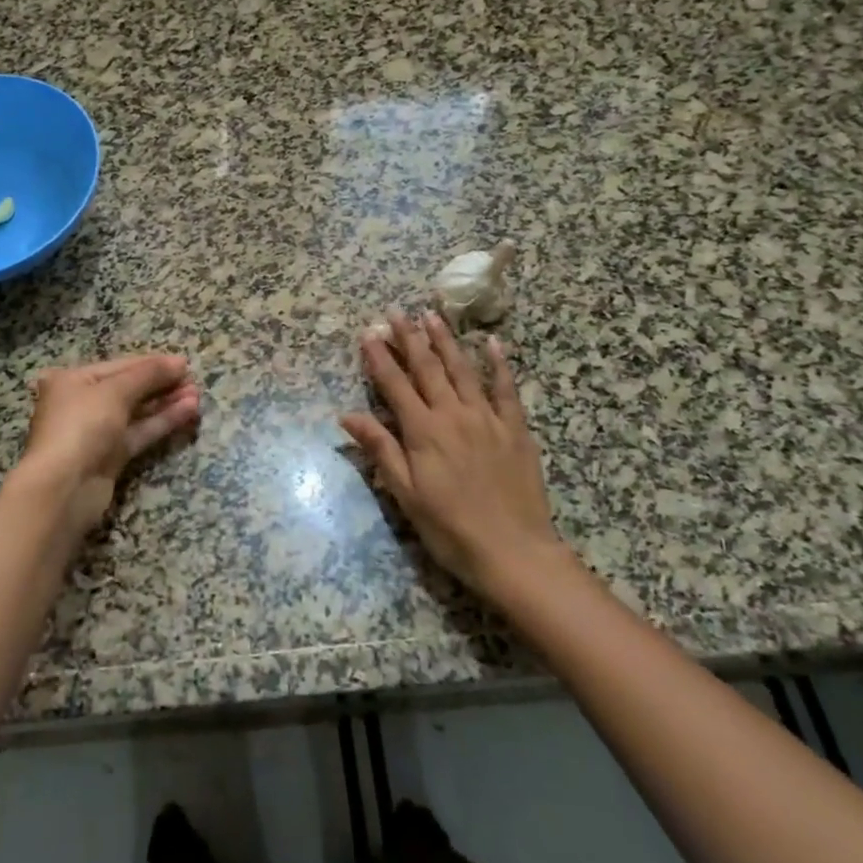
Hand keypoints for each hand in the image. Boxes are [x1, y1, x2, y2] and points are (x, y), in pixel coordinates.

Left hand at [13, 354, 200, 535]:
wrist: (63, 488)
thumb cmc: (82, 426)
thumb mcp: (115, 391)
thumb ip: (148, 374)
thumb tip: (179, 361)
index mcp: (73, 380)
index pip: (120, 365)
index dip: (152, 363)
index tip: (184, 363)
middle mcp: (81, 403)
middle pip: (128, 388)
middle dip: (161, 384)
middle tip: (194, 381)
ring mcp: (95, 432)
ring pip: (136, 412)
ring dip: (166, 403)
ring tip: (197, 396)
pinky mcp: (109, 457)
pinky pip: (139, 432)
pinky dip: (161, 422)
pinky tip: (187, 412)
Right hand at [340, 310, 566, 600]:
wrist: (514, 551)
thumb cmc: (450, 527)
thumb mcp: (405, 494)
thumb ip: (380, 449)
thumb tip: (347, 416)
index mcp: (423, 431)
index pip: (395, 385)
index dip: (380, 358)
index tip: (369, 332)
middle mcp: (453, 415)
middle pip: (427, 368)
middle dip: (409, 338)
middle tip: (396, 311)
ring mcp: (487, 418)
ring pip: (462, 369)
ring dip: (445, 341)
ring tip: (432, 315)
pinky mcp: (515, 428)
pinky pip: (506, 388)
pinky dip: (499, 364)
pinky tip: (492, 343)